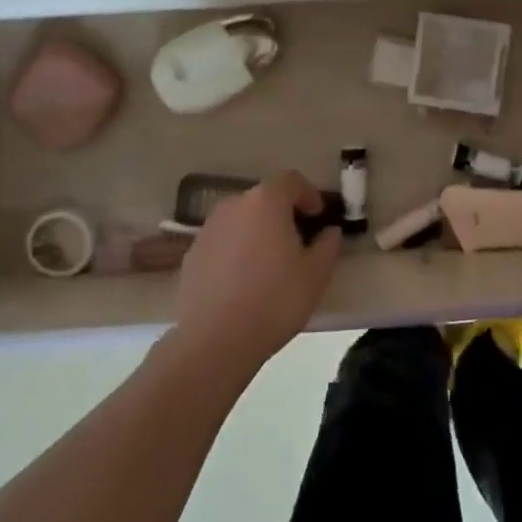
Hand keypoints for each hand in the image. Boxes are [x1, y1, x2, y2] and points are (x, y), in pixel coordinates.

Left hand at [174, 171, 340, 375]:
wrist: (215, 341)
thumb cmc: (274, 300)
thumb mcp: (316, 274)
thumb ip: (328, 245)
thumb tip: (329, 232)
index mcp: (266, 201)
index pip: (291, 180)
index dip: (309, 194)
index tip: (318, 216)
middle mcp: (234, 205)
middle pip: (264, 198)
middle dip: (283, 213)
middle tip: (297, 240)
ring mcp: (208, 229)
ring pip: (241, 219)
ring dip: (257, 230)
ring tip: (269, 262)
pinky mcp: (191, 254)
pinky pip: (222, 241)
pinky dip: (236, 249)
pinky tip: (243, 280)